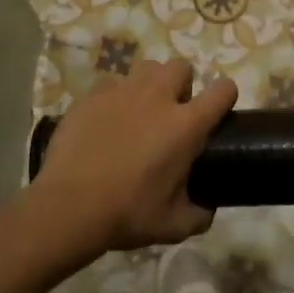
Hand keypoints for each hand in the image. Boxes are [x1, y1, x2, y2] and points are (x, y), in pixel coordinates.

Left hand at [31, 58, 237, 259]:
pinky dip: (115, 98)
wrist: (68, 208)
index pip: (222, 90)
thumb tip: (207, 208)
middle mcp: (157, 98)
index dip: (225, 96)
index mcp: (185, 125)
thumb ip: (199, 214)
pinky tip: (106, 122)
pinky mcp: (90, 96)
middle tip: (172, 115)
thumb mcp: (174, 225)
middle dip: (182, 85)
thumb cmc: (127, 214)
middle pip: (181, 67)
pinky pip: (111, 84)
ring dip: (150, 85)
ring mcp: (121, 92)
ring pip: (146, 68)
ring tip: (140, 112)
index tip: (218, 112)